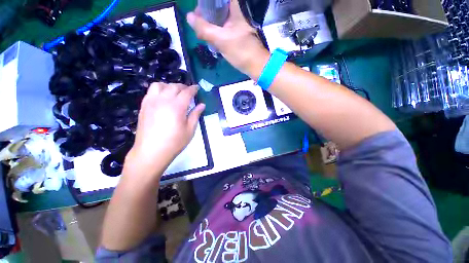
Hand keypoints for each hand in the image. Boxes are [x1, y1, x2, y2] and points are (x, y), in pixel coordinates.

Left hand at [124, 83, 204, 177]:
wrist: (151, 151)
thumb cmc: (174, 142)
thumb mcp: (190, 130)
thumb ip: (195, 115)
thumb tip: (202, 105)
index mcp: (177, 107)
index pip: (187, 92)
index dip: (193, 89)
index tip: (197, 88)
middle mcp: (163, 100)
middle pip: (174, 86)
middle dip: (183, 87)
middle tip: (189, 91)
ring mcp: (152, 101)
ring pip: (160, 85)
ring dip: (170, 86)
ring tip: (175, 93)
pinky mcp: (144, 105)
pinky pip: (151, 91)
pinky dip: (159, 90)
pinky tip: (163, 97)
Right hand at [187, 0, 268, 75]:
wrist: (256, 66)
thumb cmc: (242, 52)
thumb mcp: (221, 40)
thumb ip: (204, 29)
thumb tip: (189, 17)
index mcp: (236, 7)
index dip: (207, 2)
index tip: (198, 9)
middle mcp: (237, 12)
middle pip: (218, 6)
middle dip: (206, 12)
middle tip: (197, 21)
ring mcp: (237, 23)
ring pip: (220, 16)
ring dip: (210, 22)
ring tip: (201, 29)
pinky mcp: (237, 33)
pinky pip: (223, 26)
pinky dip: (216, 30)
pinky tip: (210, 36)